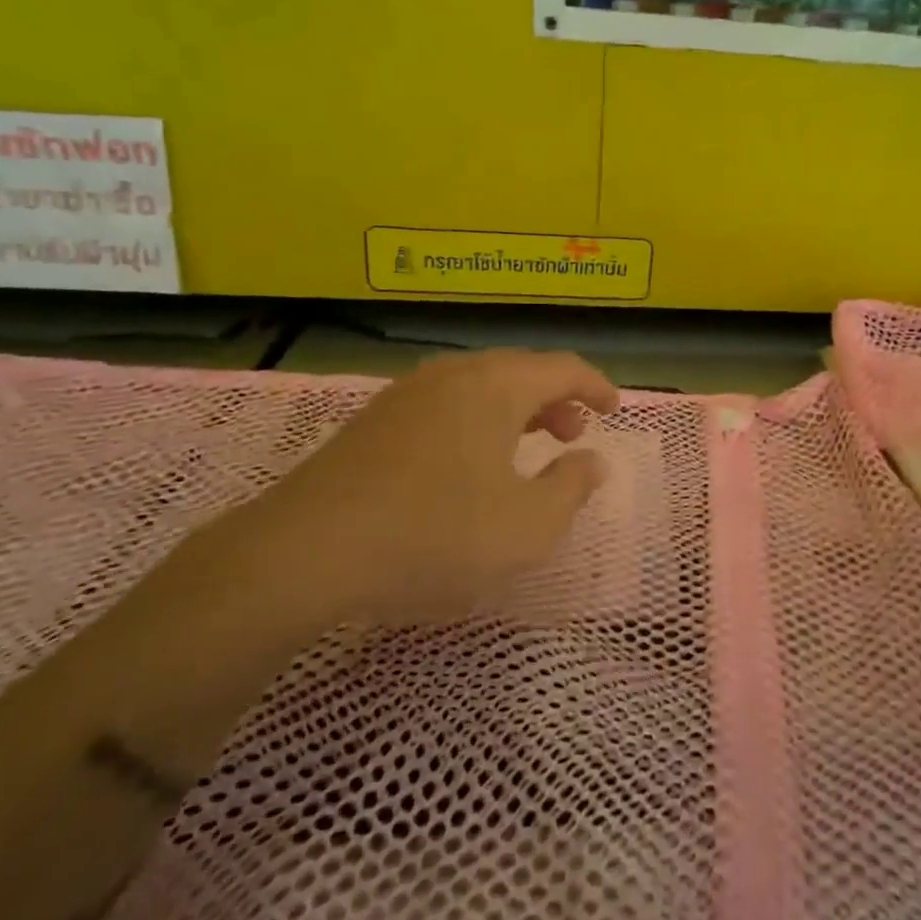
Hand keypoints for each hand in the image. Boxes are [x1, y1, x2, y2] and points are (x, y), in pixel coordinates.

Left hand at [224, 349, 619, 629]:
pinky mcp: (376, 419)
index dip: (596, 386)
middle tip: (572, 435)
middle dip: (555, 399)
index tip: (614, 409)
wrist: (306, 552)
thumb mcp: (526, 527)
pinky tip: (469, 463)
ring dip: (515, 410)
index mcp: (496, 385)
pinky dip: (477, 421)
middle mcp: (454, 374)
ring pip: (480, 386)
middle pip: (520, 371)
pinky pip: (447, 404)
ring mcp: (409, 393)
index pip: (562, 367)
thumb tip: (592, 461)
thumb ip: (571, 488)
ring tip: (527, 448)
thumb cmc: (435, 534)